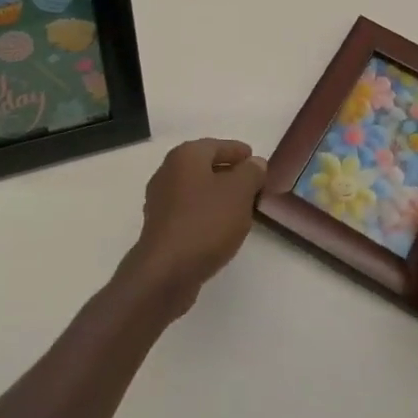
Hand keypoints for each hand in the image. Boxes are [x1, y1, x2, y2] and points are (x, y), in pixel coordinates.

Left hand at [124, 138, 267, 317]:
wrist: (166, 272)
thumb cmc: (206, 222)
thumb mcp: (240, 192)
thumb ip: (251, 172)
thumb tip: (254, 163)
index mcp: (186, 156)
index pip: (218, 146)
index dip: (240, 153)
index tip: (257, 163)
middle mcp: (168, 172)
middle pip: (205, 166)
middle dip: (230, 175)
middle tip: (254, 187)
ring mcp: (160, 201)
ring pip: (197, 190)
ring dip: (218, 196)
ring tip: (241, 209)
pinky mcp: (160, 227)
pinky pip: (189, 211)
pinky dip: (206, 214)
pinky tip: (220, 229)